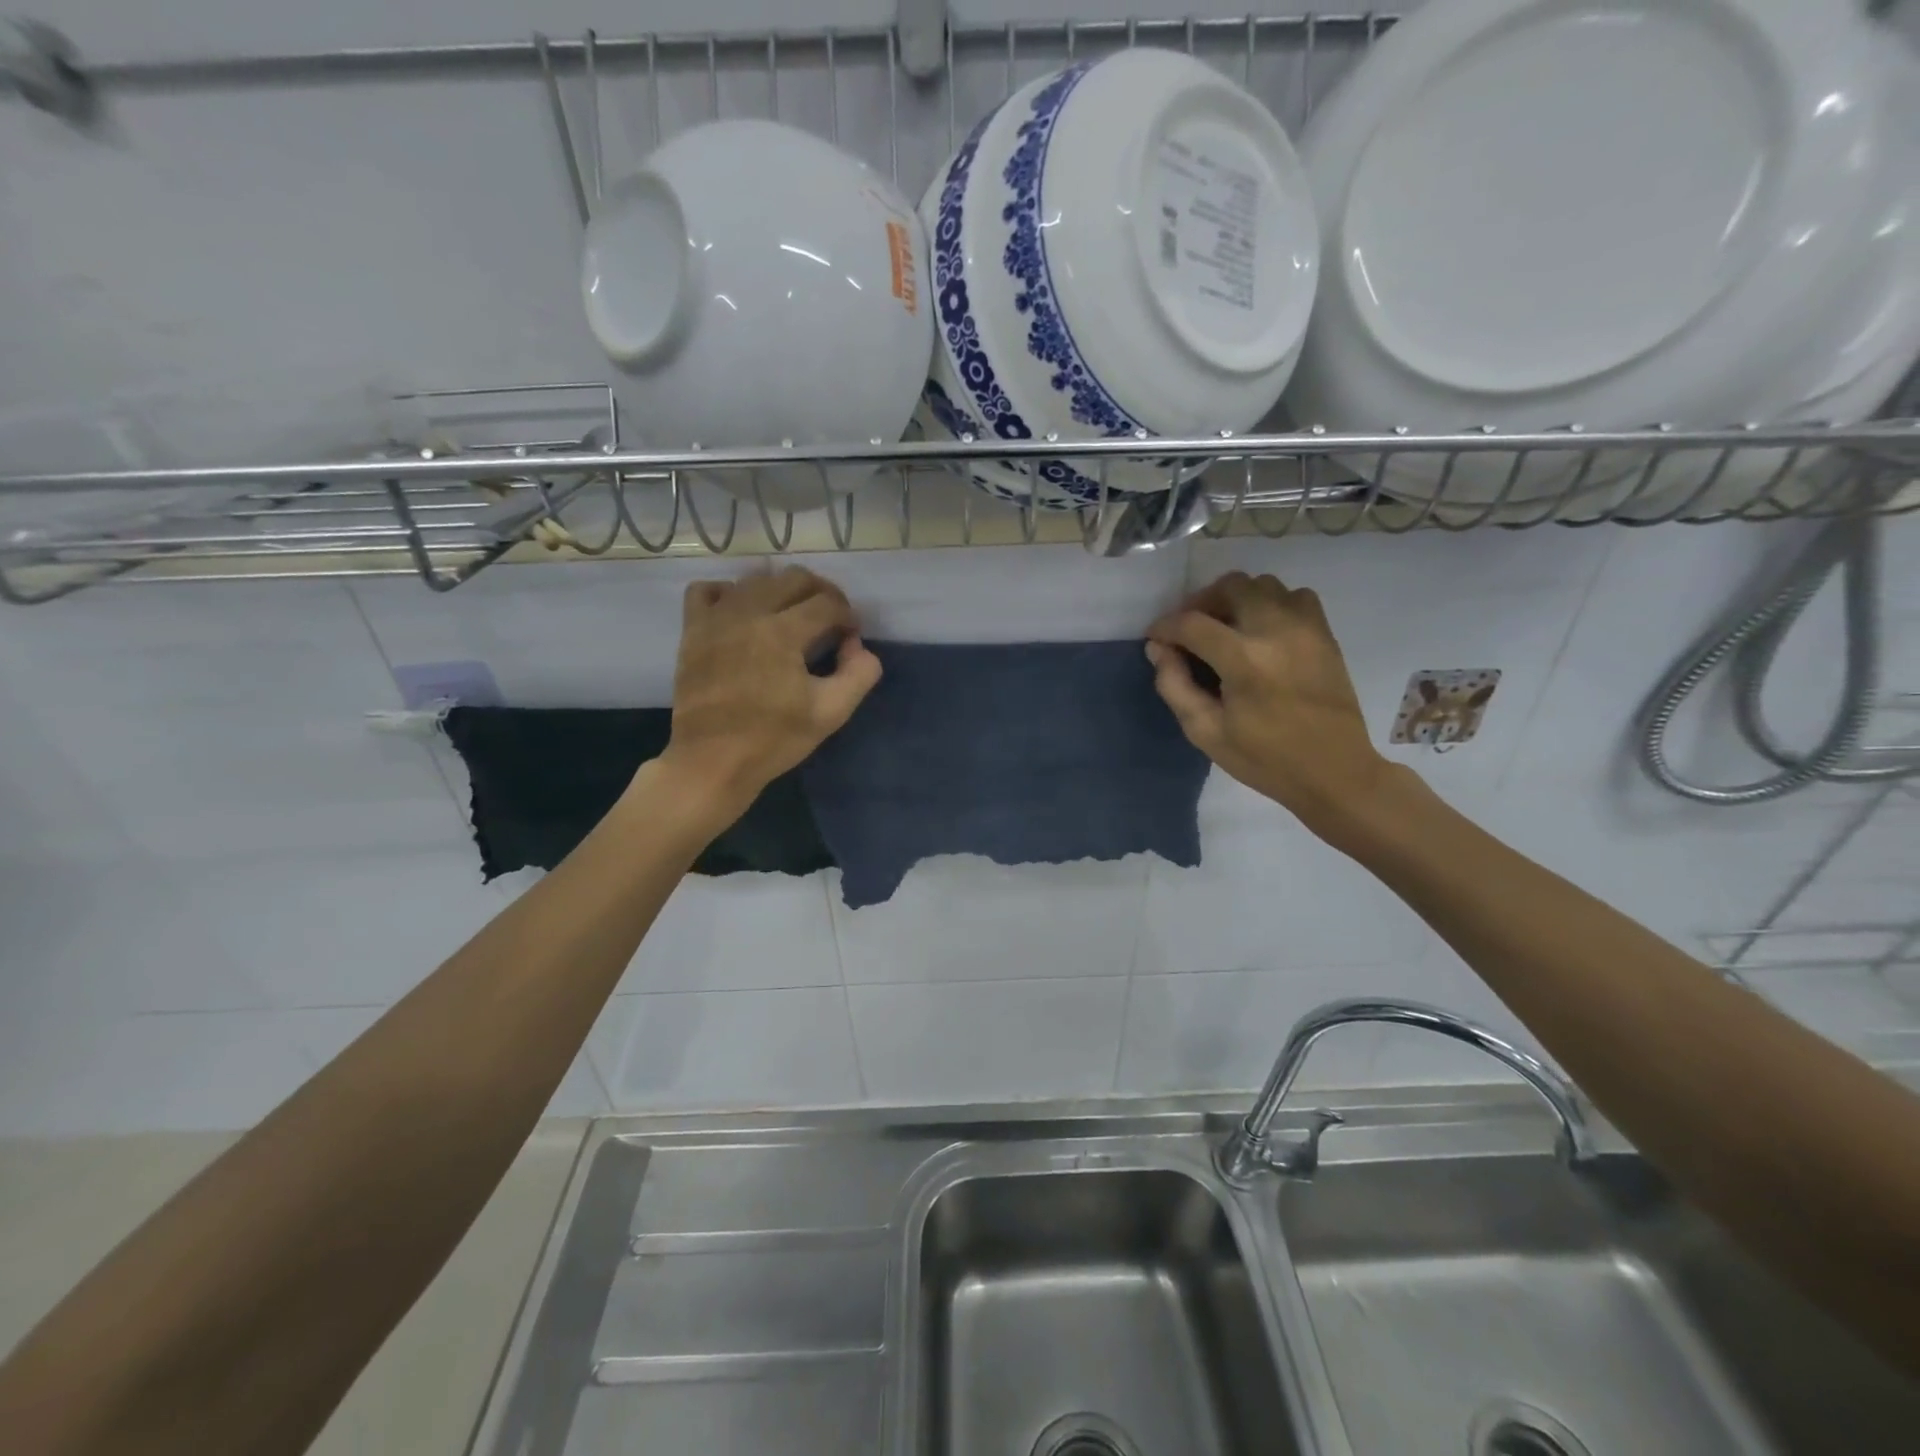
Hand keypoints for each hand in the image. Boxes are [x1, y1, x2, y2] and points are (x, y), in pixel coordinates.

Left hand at [656, 566, 881, 822]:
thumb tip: (857, 645)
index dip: (848, 616)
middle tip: (830, 621)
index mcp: (783, 632)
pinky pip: (707, 590)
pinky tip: (743, 614)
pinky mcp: (692, 630)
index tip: (850, 637)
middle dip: (822, 593)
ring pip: (755, 579)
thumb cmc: (774, 739)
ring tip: (792, 617)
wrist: (712, 761)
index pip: (828, 603)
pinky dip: (730, 593)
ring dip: (782, 591)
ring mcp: (715, 618)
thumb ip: (859, 673)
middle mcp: (748, 612)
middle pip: (795, 578)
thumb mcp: (832, 713)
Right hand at [1146, 571, 1393, 845]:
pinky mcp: (1325, 633)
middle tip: (1190, 630)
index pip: (1192, 623)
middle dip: (1201, 602)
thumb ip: (1175, 686)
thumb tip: (1158, 649)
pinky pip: (1295, 596)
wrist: (1335, 771)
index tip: (1155, 639)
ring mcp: (1306, 628)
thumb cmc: (1265, 759)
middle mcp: (1276, 631)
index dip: (1165, 627)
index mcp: (1244, 660)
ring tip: (1225, 628)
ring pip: (1263, 584)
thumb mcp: (1206, 732)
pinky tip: (1261, 631)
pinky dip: (1271, 604)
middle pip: (1230, 586)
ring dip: (1236, 599)